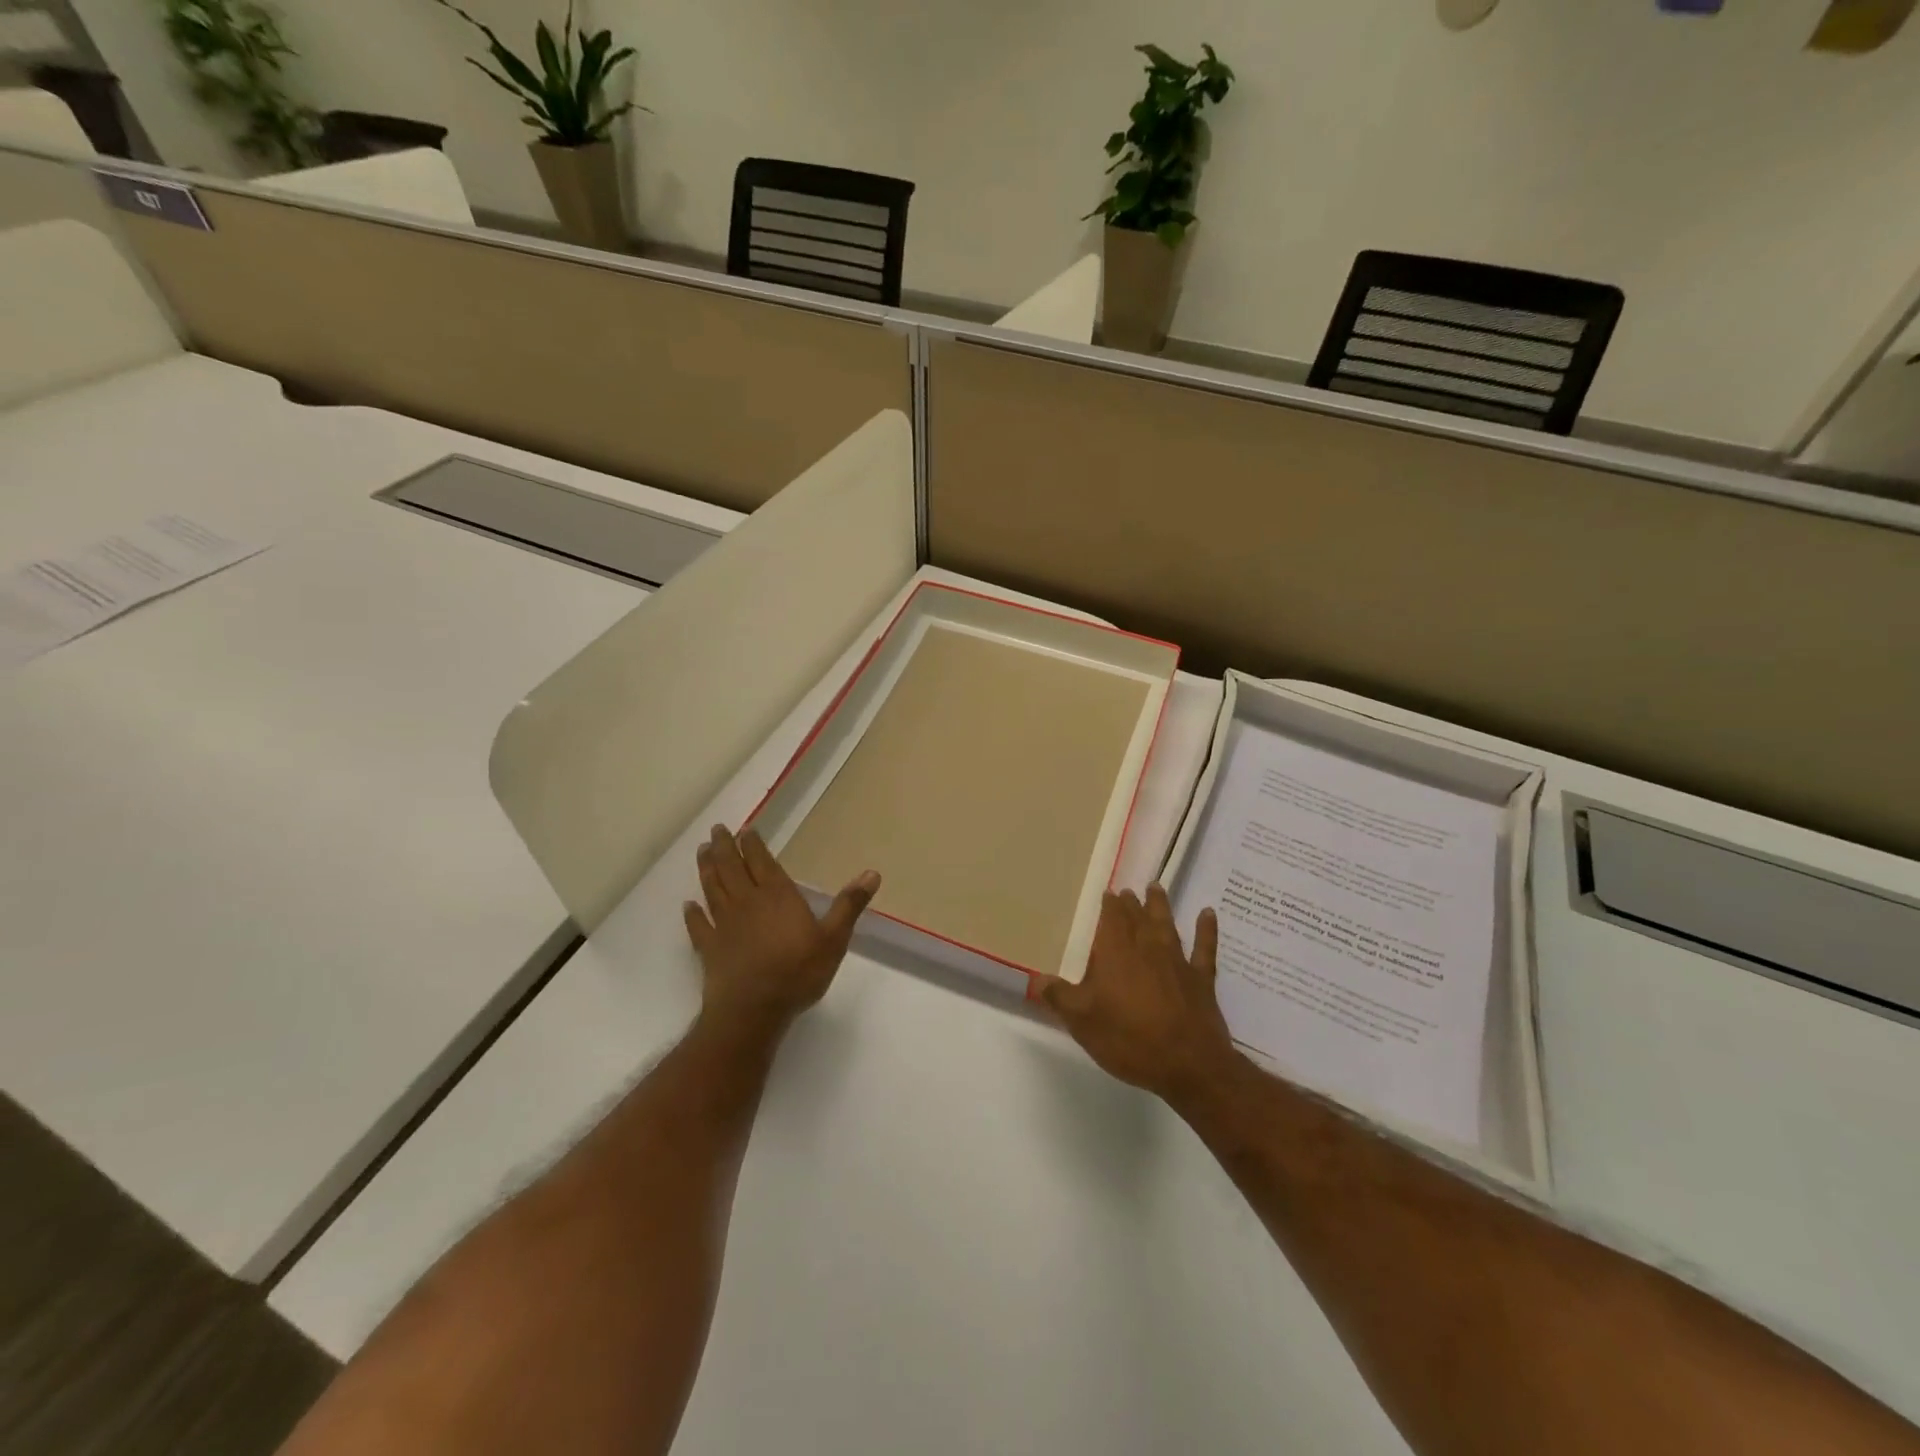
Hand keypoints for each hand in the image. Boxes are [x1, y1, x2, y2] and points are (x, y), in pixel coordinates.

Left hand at [683, 824, 879, 1039]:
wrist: (753, 1010)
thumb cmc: (797, 972)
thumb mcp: (834, 939)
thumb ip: (849, 905)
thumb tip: (872, 873)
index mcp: (776, 895)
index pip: (761, 861)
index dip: (751, 844)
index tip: (744, 829)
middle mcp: (746, 902)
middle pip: (731, 868)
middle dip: (723, 847)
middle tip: (716, 829)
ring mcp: (724, 925)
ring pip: (712, 889)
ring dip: (706, 868)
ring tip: (702, 852)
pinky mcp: (709, 948)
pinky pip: (698, 925)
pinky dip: (692, 914)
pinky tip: (688, 906)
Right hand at [1034, 885, 1238, 1105]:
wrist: (1188, 1064)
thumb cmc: (1129, 1039)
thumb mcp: (1082, 1021)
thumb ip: (1059, 996)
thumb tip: (1034, 978)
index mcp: (1116, 954)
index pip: (1112, 919)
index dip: (1109, 905)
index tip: (1108, 892)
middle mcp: (1147, 949)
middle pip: (1138, 918)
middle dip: (1131, 903)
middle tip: (1128, 891)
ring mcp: (1177, 962)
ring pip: (1167, 925)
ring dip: (1161, 906)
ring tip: (1156, 887)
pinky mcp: (1201, 980)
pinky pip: (1204, 948)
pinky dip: (1207, 930)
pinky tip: (1208, 914)